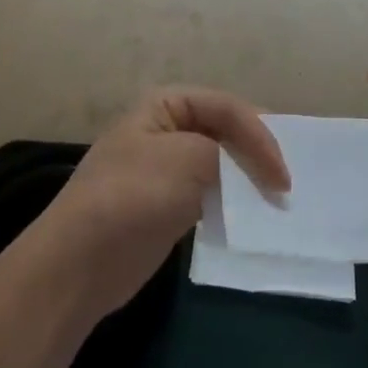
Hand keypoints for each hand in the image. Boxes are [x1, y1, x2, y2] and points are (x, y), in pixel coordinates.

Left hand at [16, 86, 288, 323]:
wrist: (81, 261)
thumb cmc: (134, 196)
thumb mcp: (188, 159)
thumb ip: (228, 154)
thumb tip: (251, 174)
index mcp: (165, 105)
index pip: (227, 107)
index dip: (261, 135)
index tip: (283, 175)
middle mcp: (166, 129)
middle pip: (225, 131)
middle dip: (257, 153)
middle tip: (287, 181)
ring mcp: (166, 169)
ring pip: (220, 164)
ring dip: (247, 179)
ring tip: (277, 199)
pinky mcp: (169, 204)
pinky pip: (211, 193)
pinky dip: (233, 201)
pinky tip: (252, 216)